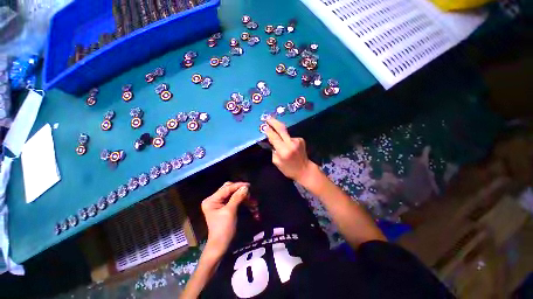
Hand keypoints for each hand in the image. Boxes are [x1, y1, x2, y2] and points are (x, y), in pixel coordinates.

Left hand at [201, 182, 249, 257]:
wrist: (220, 245)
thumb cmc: (223, 229)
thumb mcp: (230, 212)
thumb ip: (237, 197)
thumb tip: (245, 187)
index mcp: (211, 200)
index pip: (226, 188)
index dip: (238, 186)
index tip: (249, 185)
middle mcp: (214, 199)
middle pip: (229, 189)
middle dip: (240, 191)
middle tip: (250, 193)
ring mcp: (219, 203)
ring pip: (233, 194)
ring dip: (243, 196)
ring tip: (252, 201)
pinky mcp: (224, 206)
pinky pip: (234, 199)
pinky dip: (242, 201)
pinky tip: (249, 203)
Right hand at [265, 118, 315, 183]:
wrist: (305, 169)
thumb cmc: (288, 169)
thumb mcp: (276, 162)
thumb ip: (273, 150)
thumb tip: (272, 141)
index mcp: (284, 151)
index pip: (274, 137)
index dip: (268, 131)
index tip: (264, 126)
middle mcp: (291, 143)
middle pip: (281, 129)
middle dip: (274, 122)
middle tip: (268, 118)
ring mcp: (297, 140)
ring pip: (285, 133)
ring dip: (281, 134)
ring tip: (280, 142)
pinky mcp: (301, 139)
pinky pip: (290, 137)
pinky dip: (287, 139)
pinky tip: (288, 146)